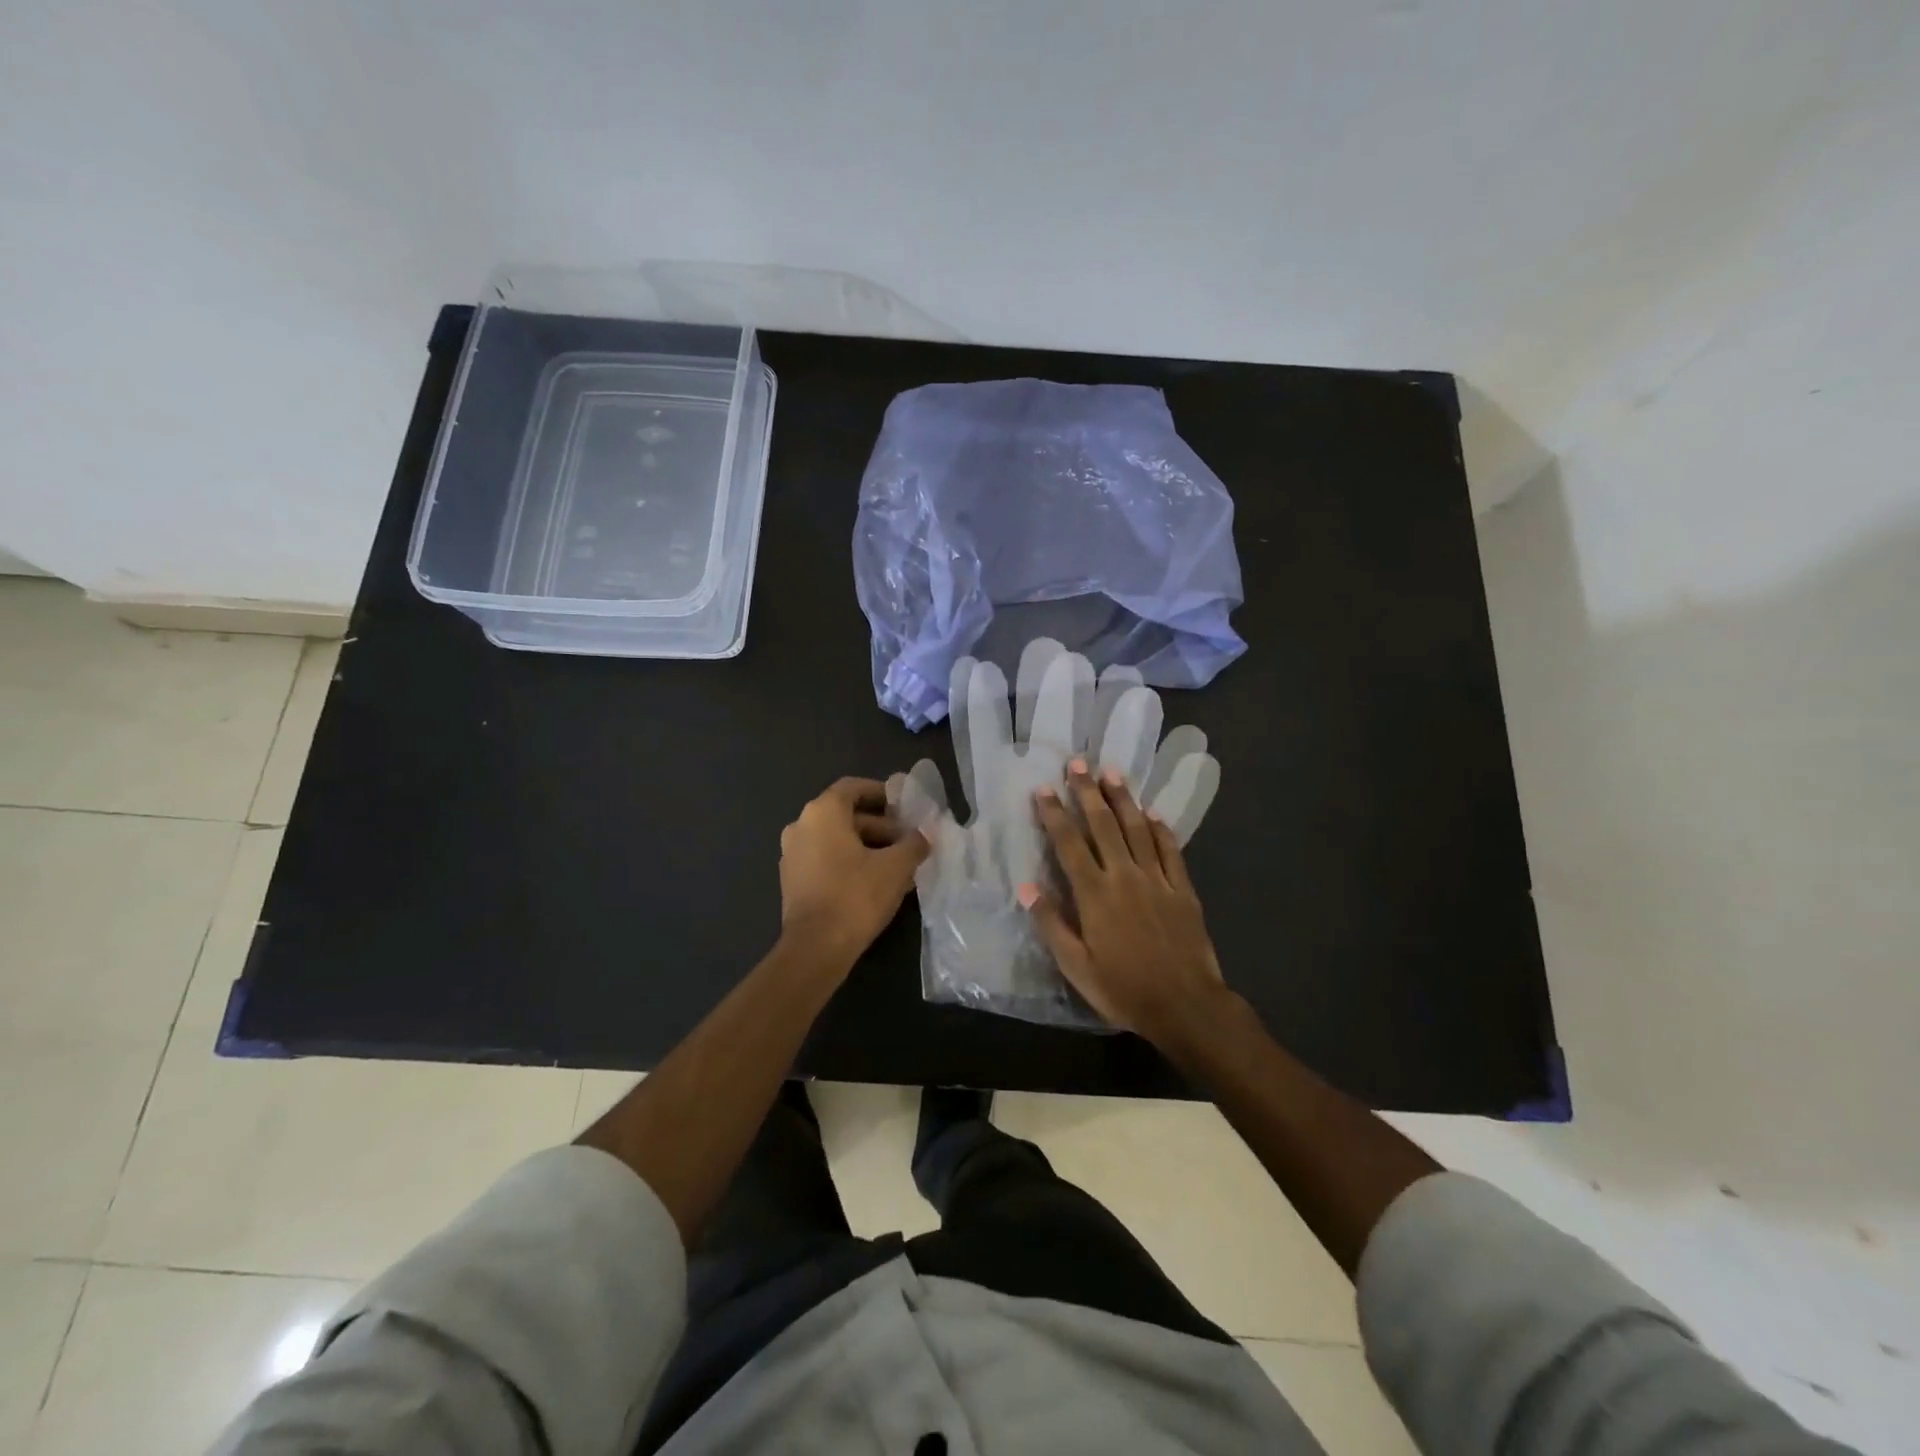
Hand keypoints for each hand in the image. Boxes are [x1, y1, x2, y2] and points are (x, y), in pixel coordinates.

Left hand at [779, 777, 930, 969]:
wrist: (815, 948)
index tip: (905, 807)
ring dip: (868, 846)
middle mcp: (801, 826)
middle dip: (881, 825)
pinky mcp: (793, 881)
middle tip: (909, 841)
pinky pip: (826, 860)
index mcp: (822, 812)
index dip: (882, 793)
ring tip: (899, 864)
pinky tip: (877, 883)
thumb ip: (914, 843)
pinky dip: (850, 863)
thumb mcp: (897, 866)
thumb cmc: (856, 896)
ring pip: (837, 840)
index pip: (853, 788)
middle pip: (846, 815)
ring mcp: (792, 854)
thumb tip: (924, 835)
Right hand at [1023, 758, 1234, 1044]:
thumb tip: (1027, 886)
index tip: (1044, 789)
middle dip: (1088, 792)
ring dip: (1123, 799)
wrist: (1186, 1006)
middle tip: (1078, 763)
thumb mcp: (1077, 966)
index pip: (1069, 844)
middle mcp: (1125, 877)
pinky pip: (1171, 851)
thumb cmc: (1124, 990)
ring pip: (1138, 829)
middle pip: (1104, 826)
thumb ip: (1052, 924)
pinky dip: (1161, 829)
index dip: (1055, 815)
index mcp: (1095, 895)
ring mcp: (1157, 880)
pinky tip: (1154, 813)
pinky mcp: (1183, 890)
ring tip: (1112, 773)